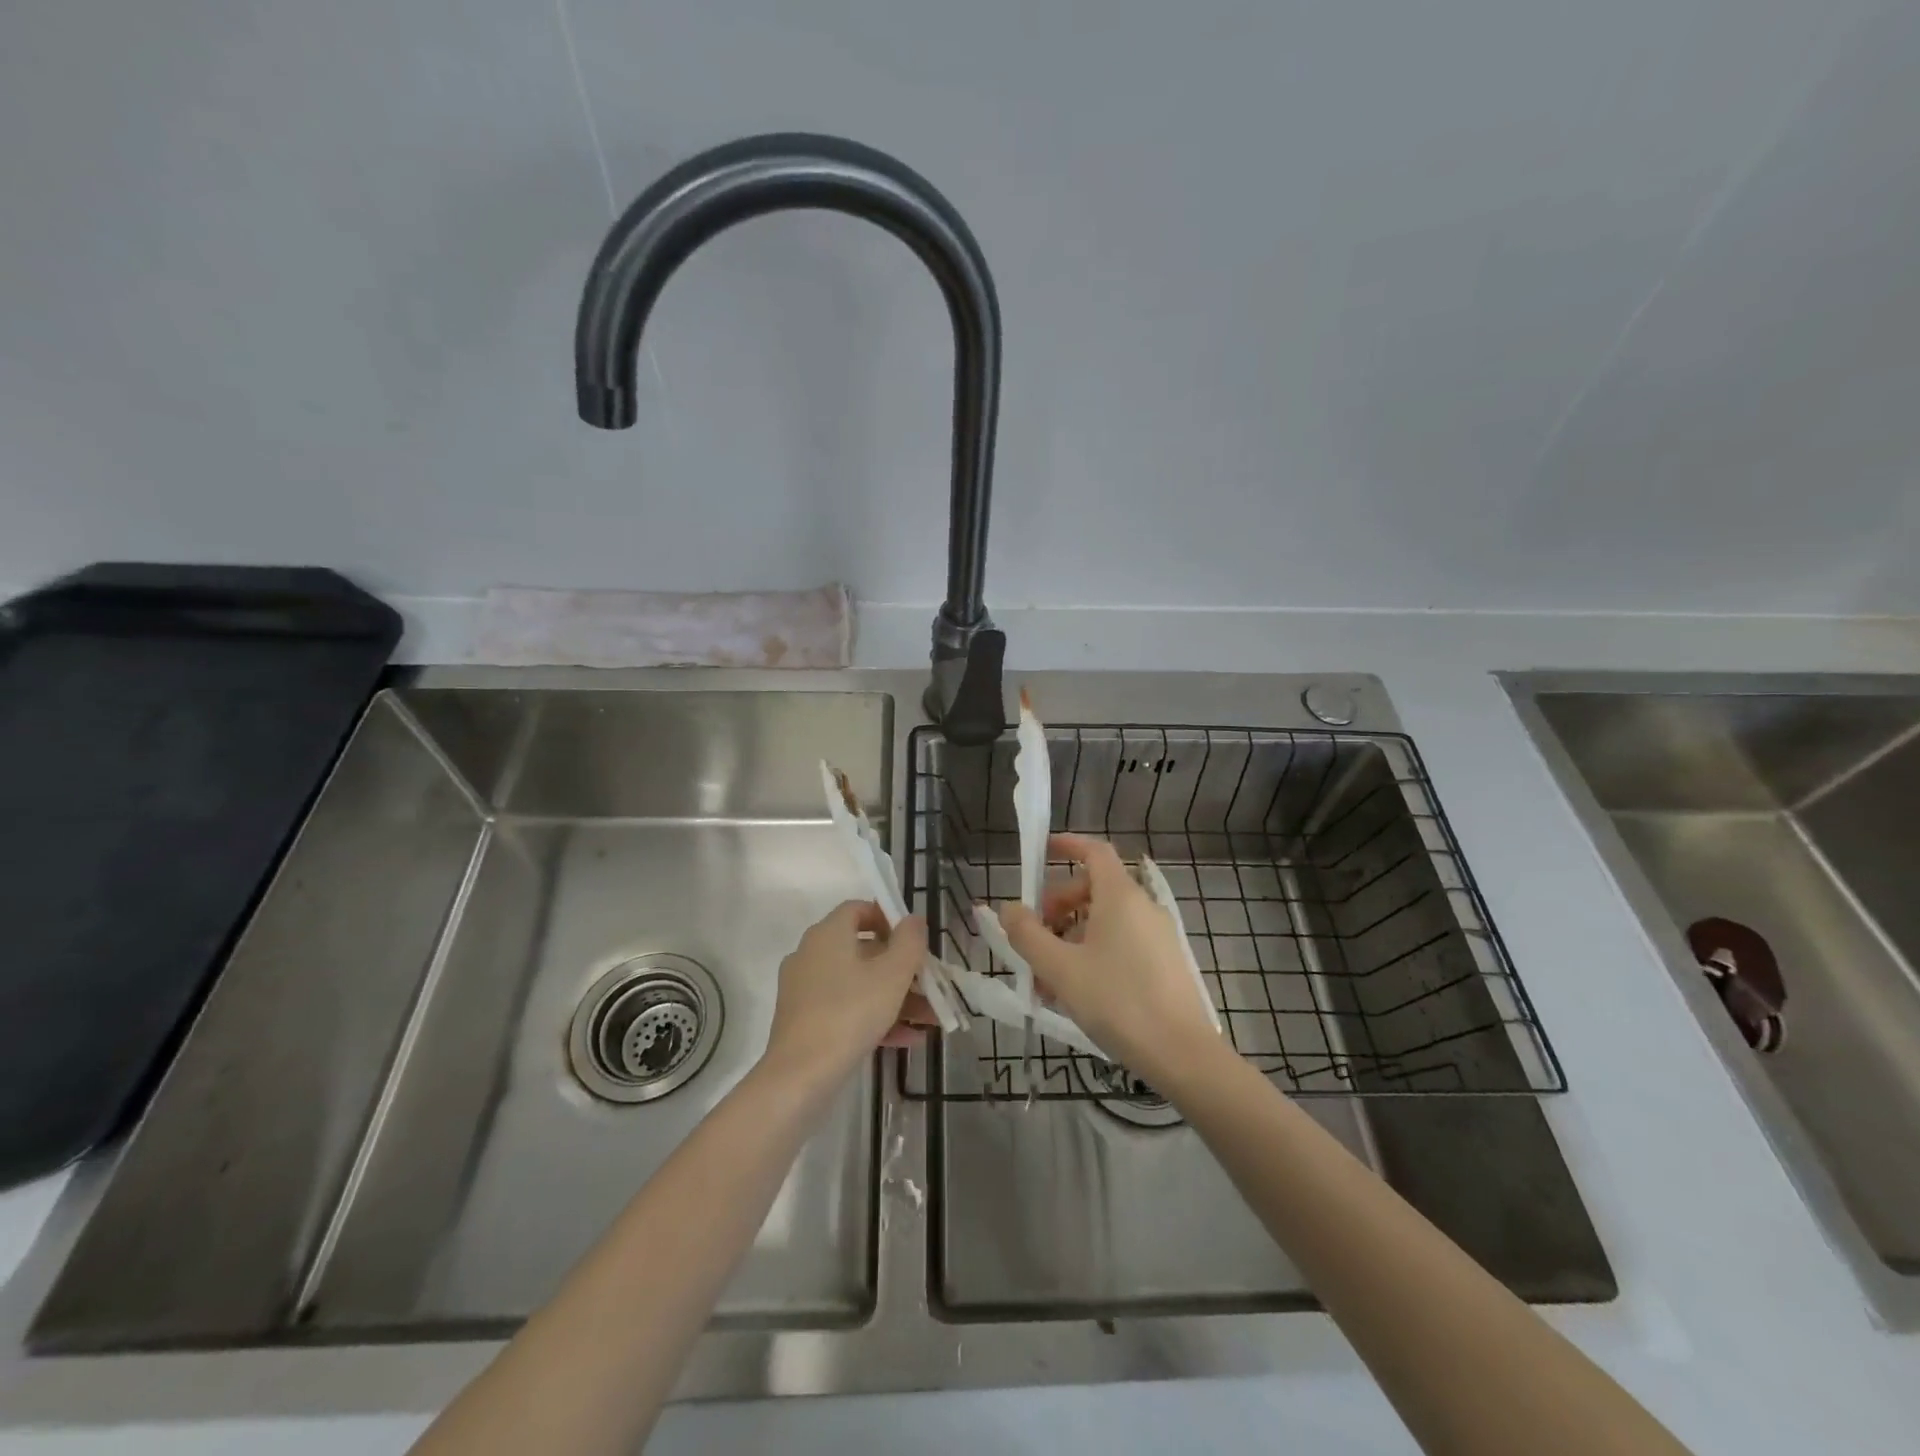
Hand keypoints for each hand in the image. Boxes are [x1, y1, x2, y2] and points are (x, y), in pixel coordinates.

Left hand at [761, 901, 930, 1089]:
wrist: (800, 1076)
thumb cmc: (850, 1013)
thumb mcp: (892, 975)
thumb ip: (909, 941)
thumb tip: (913, 919)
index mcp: (827, 934)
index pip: (858, 909)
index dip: (889, 918)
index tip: (914, 940)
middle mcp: (811, 954)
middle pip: (863, 950)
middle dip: (901, 968)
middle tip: (929, 984)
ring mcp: (805, 989)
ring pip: (858, 983)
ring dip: (895, 997)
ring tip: (928, 1018)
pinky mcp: (804, 1021)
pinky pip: (846, 1008)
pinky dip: (874, 1017)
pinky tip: (907, 1039)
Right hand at [1001, 834, 1222, 1088]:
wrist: (1182, 1054)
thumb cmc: (1117, 1002)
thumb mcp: (1060, 969)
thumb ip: (1028, 935)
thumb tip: (1008, 908)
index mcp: (1120, 896)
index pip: (1094, 851)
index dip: (1067, 845)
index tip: (1041, 852)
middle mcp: (1143, 907)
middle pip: (1094, 888)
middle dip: (1058, 906)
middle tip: (1034, 938)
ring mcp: (1158, 935)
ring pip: (1106, 920)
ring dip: (1072, 937)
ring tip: (1048, 978)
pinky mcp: (1166, 962)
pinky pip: (1122, 942)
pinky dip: (1094, 952)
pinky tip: (1077, 991)